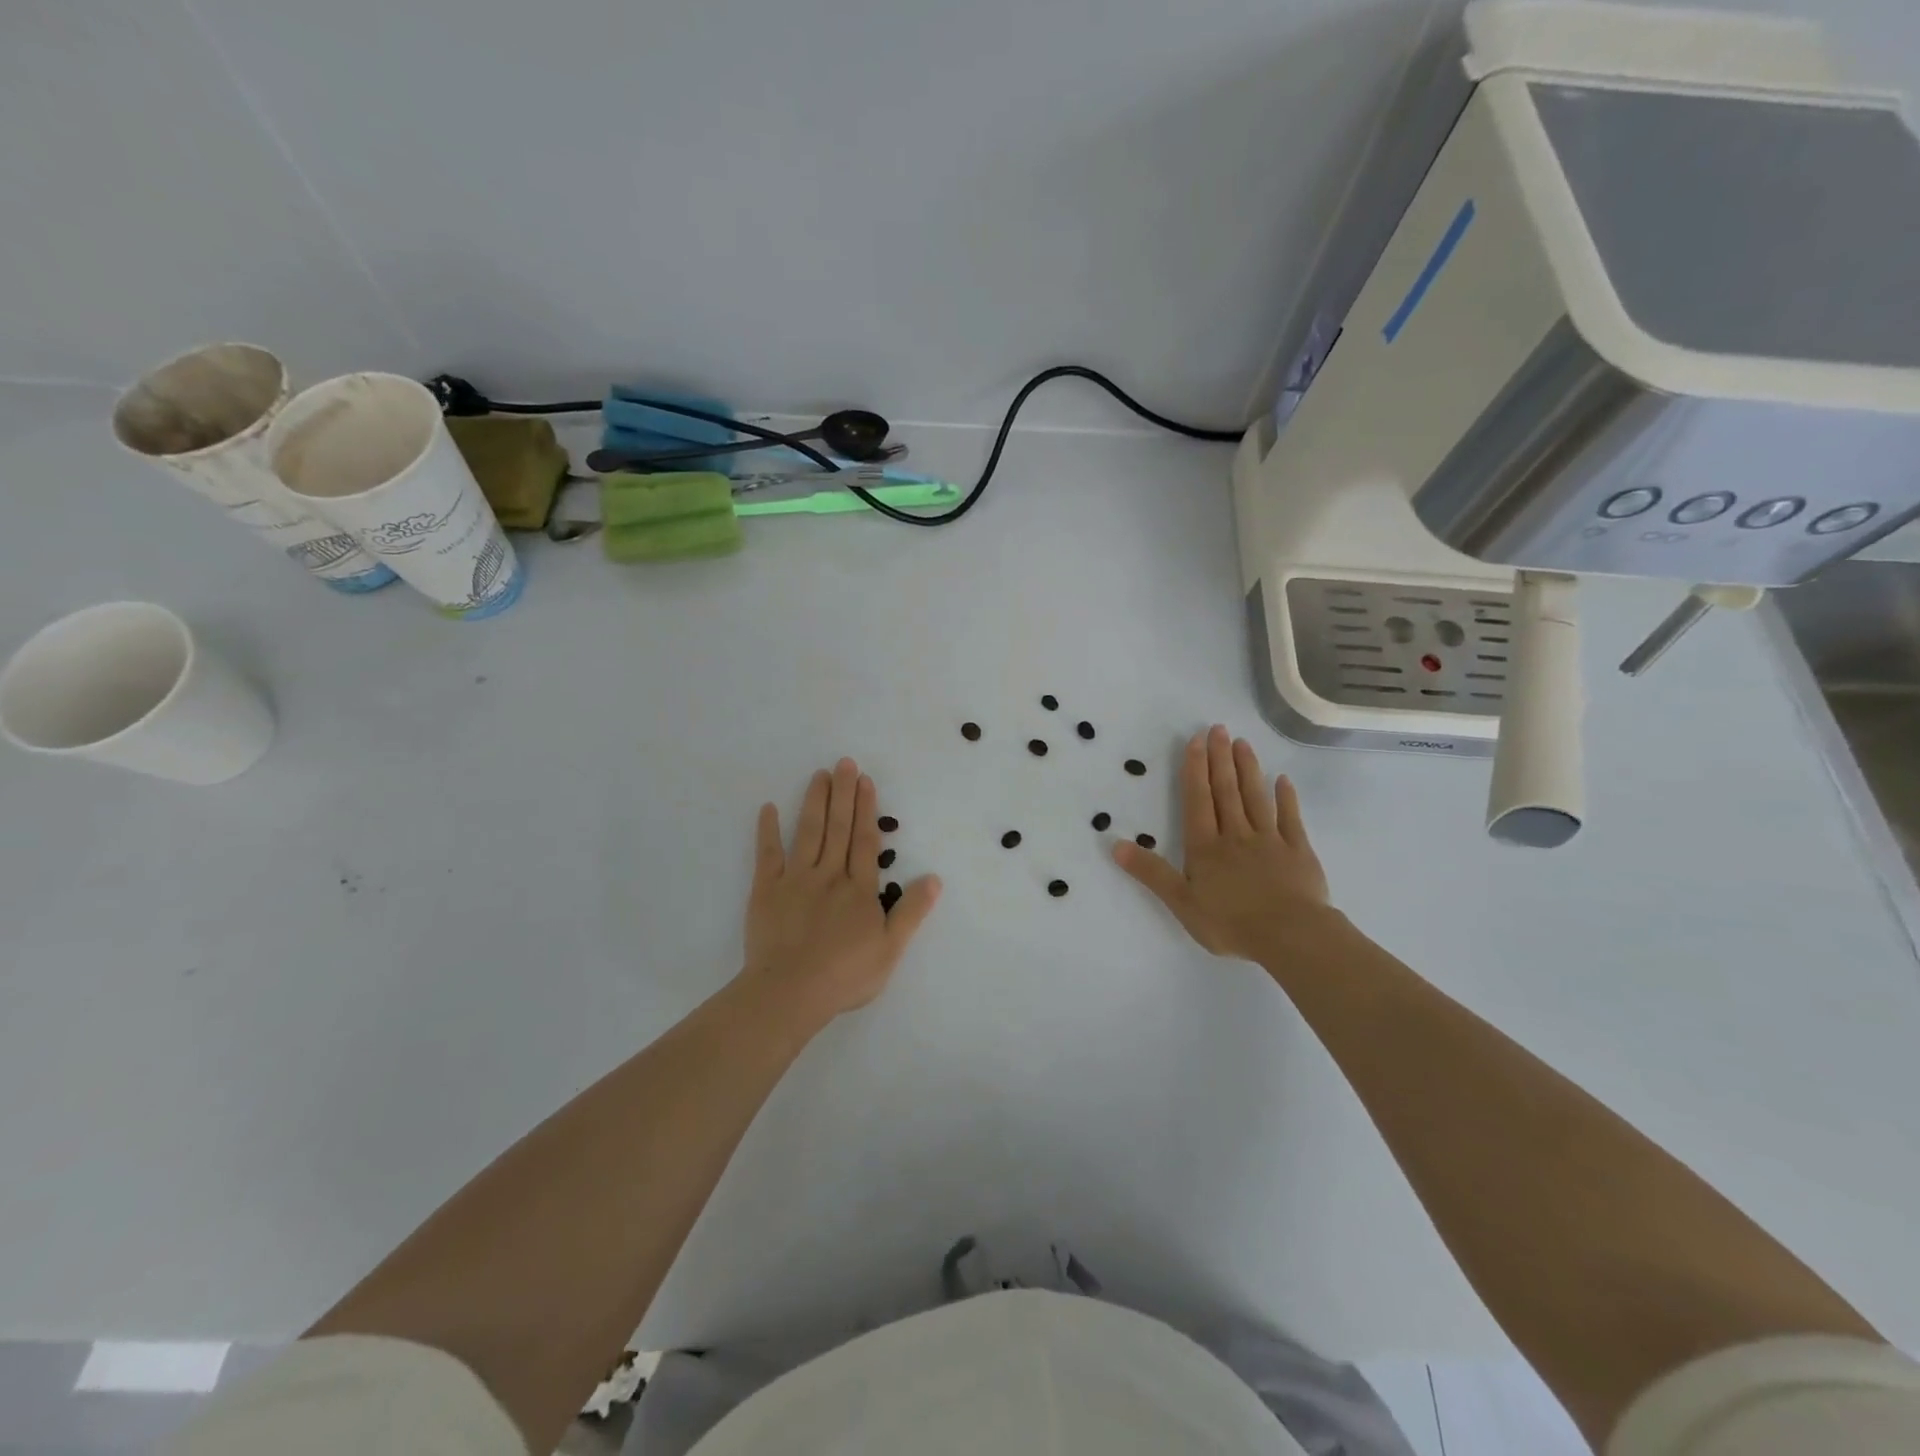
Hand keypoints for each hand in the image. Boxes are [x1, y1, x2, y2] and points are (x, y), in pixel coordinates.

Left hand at [742, 758, 940, 1024]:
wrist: (790, 992)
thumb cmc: (845, 975)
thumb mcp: (890, 949)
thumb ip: (911, 912)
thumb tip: (934, 878)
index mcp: (859, 889)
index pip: (865, 841)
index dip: (866, 810)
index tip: (865, 781)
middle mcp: (829, 875)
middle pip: (838, 828)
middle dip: (843, 794)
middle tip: (844, 762)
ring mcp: (795, 880)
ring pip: (808, 833)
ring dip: (815, 802)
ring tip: (819, 775)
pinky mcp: (766, 891)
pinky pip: (767, 855)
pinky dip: (768, 831)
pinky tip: (769, 808)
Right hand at [1113, 725, 1332, 961]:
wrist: (1290, 935)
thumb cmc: (1230, 922)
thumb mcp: (1181, 902)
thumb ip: (1150, 872)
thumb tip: (1115, 844)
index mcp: (1206, 846)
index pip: (1197, 800)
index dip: (1195, 770)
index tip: (1196, 741)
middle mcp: (1236, 835)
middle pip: (1226, 791)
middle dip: (1220, 759)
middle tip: (1218, 729)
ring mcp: (1269, 840)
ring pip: (1256, 798)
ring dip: (1248, 769)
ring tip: (1243, 743)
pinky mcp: (1298, 851)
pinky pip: (1290, 818)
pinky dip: (1286, 798)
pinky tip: (1283, 780)